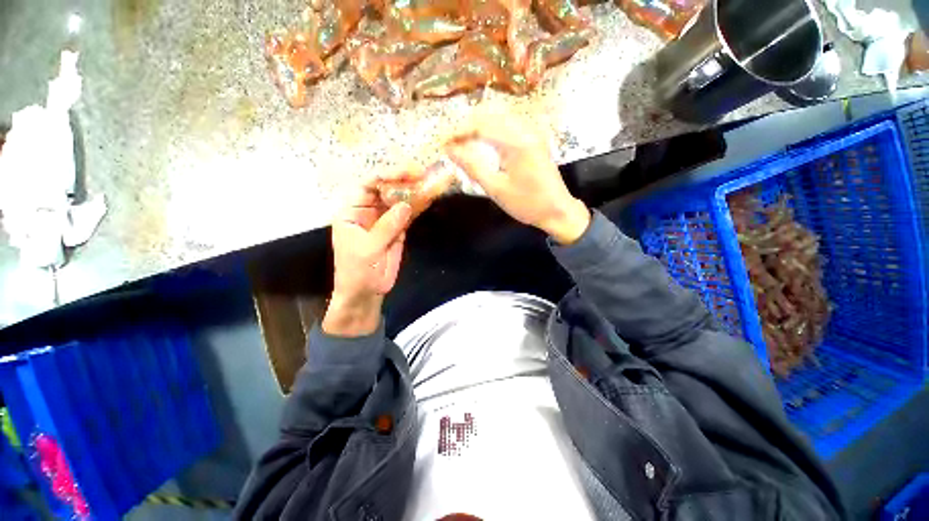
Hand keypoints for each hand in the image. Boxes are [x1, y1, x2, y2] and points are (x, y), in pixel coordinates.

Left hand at [323, 176, 412, 336]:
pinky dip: (418, 207)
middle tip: (423, 175)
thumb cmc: (357, 271)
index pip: (368, 185)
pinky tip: (428, 199)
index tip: (407, 173)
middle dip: (403, 181)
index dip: (386, 176)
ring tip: (430, 183)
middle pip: (386, 189)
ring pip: (399, 201)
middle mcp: (368, 211)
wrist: (365, 292)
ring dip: (414, 193)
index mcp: (352, 211)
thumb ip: (386, 226)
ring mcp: (384, 220)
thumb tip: (406, 205)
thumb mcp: (368, 248)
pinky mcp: (397, 229)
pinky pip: (408, 215)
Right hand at [445, 120, 590, 243]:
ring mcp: (532, 132)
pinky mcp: (535, 137)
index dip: (457, 132)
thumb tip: (450, 150)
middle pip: (489, 114)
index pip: (480, 125)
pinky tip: (482, 139)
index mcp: (517, 143)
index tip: (442, 143)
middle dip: (466, 125)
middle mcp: (526, 130)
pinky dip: (491, 128)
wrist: (558, 211)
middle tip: (450, 142)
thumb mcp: (496, 189)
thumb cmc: (527, 204)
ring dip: (477, 125)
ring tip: (462, 141)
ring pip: (499, 116)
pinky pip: (508, 123)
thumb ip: (472, 167)